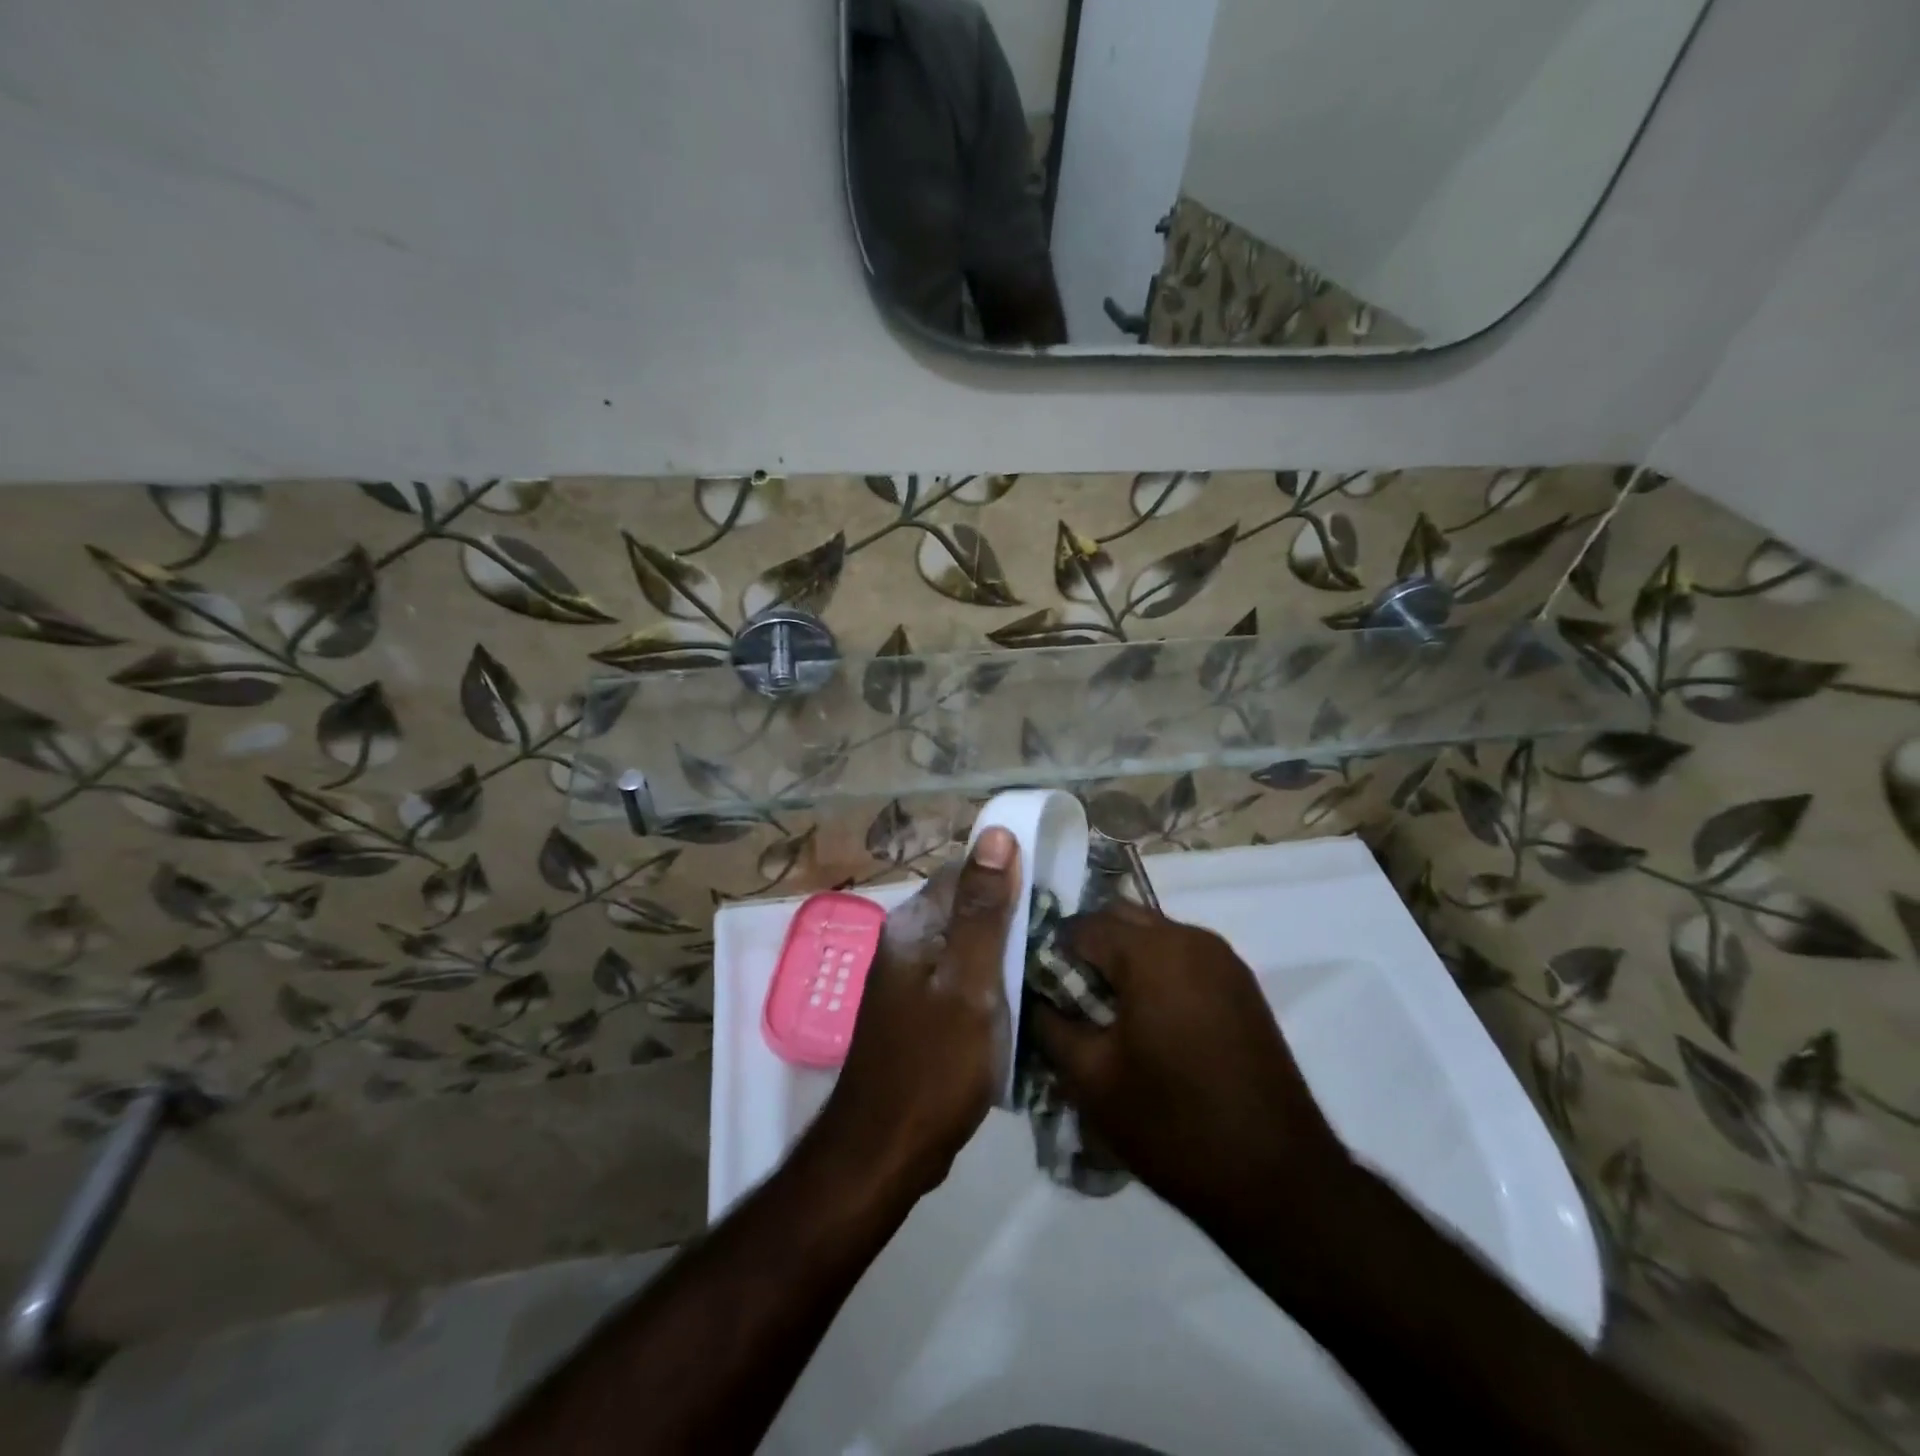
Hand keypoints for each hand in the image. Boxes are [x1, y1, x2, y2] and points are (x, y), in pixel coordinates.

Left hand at [808, 828, 1018, 1200]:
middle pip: (968, 906)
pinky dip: (994, 979)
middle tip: (1063, 934)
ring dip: (1006, 948)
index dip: (1010, 872)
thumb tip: (995, 833)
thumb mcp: (969, 983)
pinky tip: (1024, 996)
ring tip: (1053, 962)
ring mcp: (912, 978)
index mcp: (914, 925)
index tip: (1055, 889)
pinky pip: (964, 976)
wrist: (885, 1151)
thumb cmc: (933, 1064)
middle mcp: (907, 942)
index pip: (965, 871)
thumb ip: (983, 910)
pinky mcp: (922, 1010)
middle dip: (1013, 913)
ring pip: (969, 944)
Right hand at [1029, 901, 1350, 1236]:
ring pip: (1153, 935)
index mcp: (1151, 952)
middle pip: (1120, 919)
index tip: (1039, 991)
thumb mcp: (1091, 1079)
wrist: (1277, 1178)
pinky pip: (1182, 956)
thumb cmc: (1173, 1124)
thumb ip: (1050, 1025)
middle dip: (1088, 948)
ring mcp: (1222, 959)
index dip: (1051, 954)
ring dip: (1123, 959)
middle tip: (1070, 998)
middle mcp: (1190, 938)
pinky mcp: (1241, 984)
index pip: (1081, 926)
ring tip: (1107, 1012)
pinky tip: (1148, 1021)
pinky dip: (1156, 971)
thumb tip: (1034, 998)